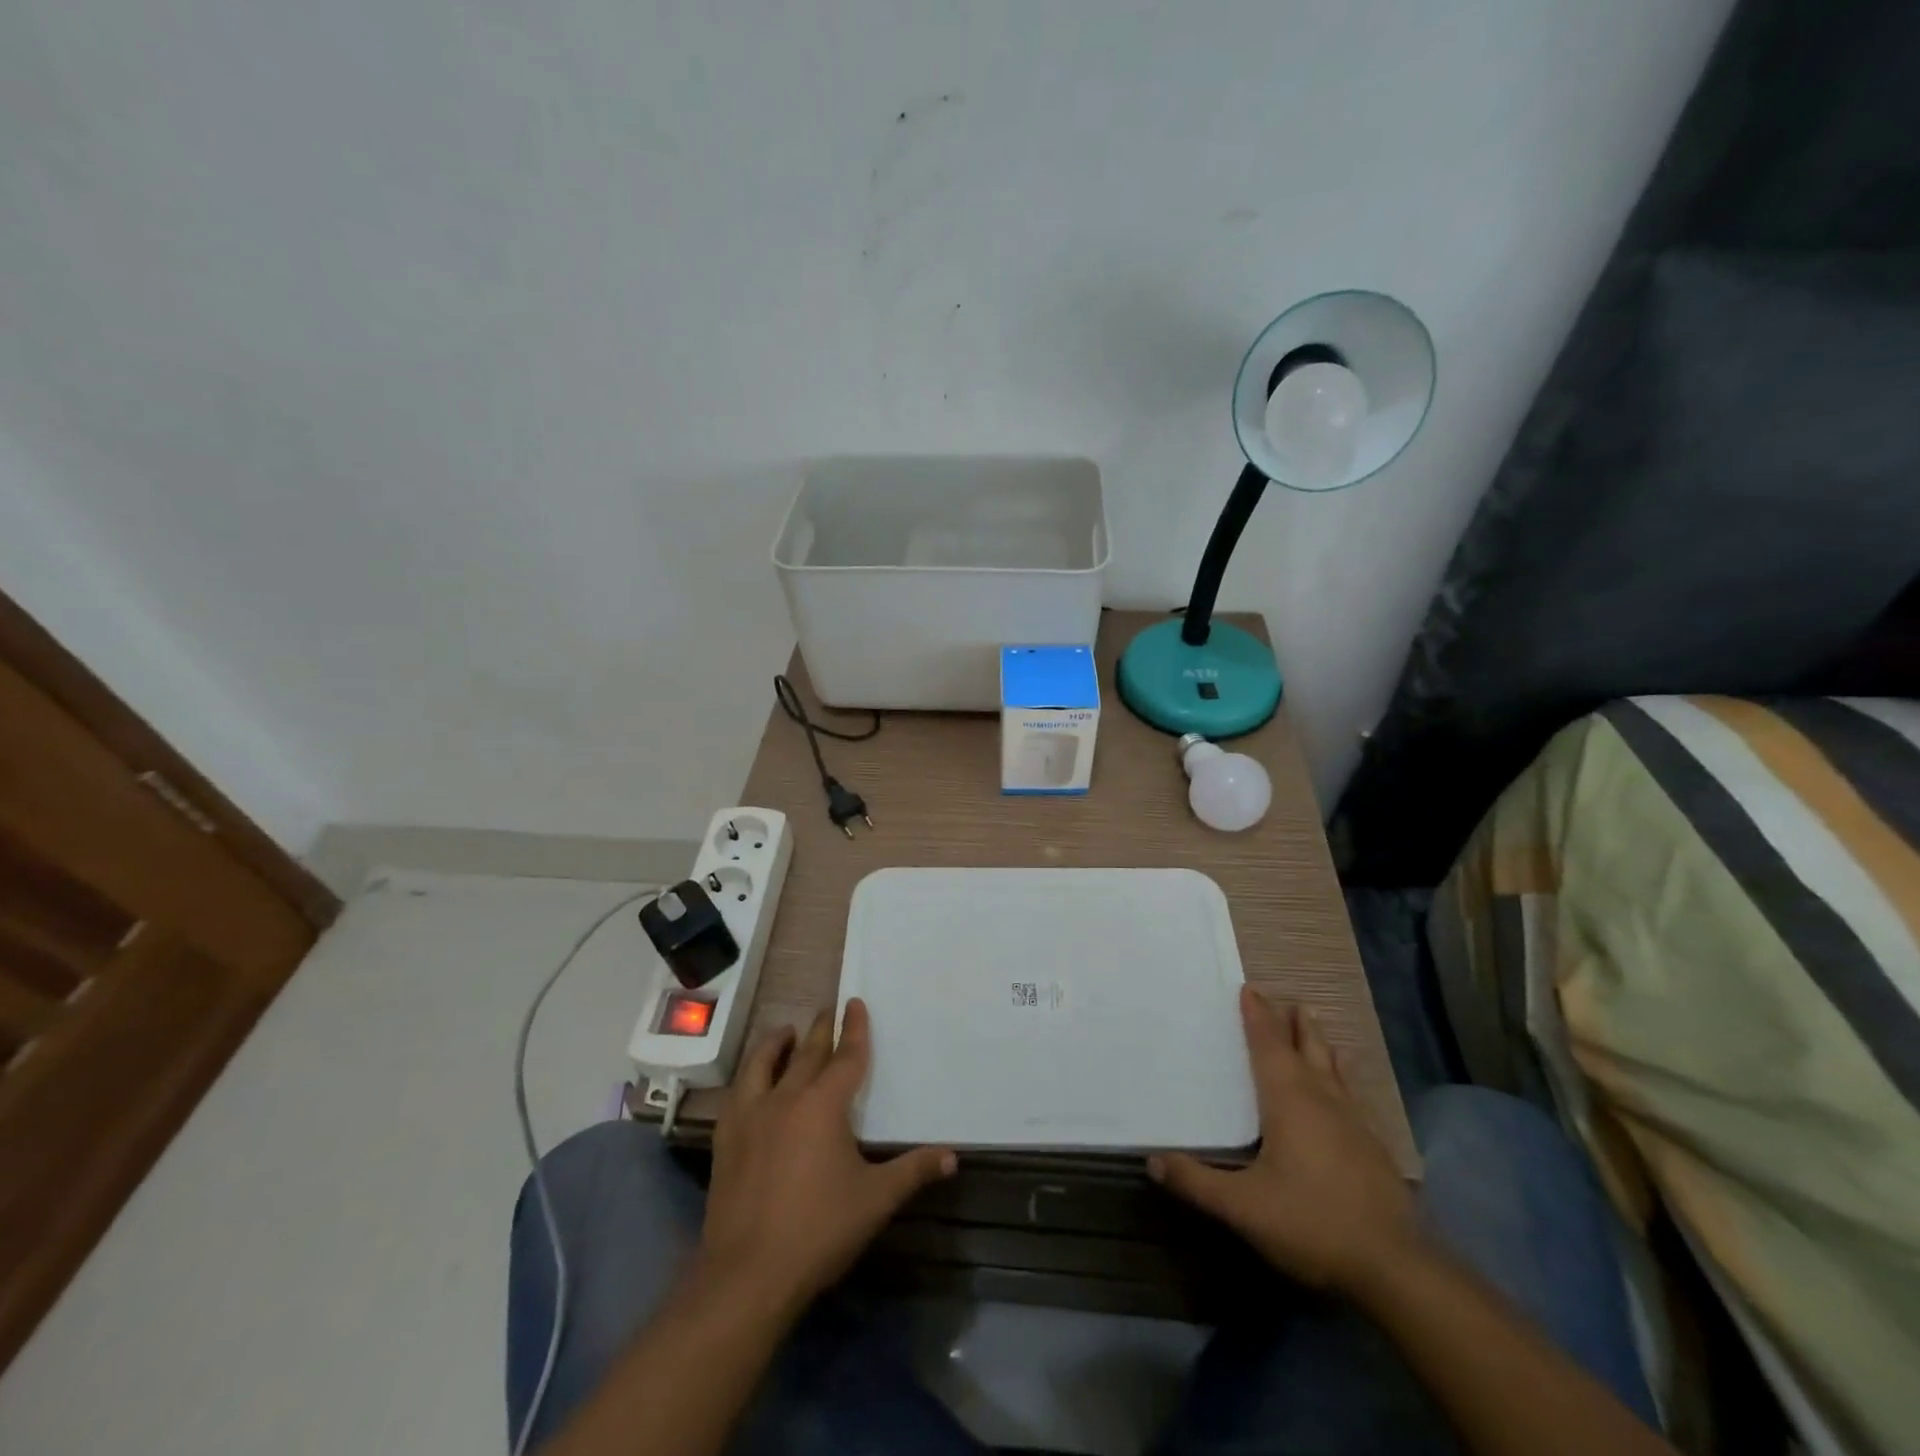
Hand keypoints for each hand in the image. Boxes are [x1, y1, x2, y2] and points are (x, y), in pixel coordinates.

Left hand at [698, 998, 955, 1319]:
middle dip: (820, 1029)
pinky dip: (748, 1076)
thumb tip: (952, 1157)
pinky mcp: (725, 1139)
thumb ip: (913, 1172)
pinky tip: (751, 1084)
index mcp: (824, 1105)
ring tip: (785, 1031)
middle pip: (806, 1052)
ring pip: (763, 1063)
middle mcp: (786, 1097)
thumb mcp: (875, 1201)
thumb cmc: (819, 1231)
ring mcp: (751, 1116)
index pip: (846, 1056)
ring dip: (776, 1043)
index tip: (855, 1003)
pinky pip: (737, 1093)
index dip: (854, 1029)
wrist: (747, 1275)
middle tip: (828, 1009)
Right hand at [1149, 986, 1422, 1294]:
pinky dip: (1338, 1077)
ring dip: (1319, 1044)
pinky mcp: (1373, 1148)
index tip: (1249, 989)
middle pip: (1307, 1048)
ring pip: (1333, 1068)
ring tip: (1314, 1026)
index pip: (1268, 1045)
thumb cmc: (1312, 1222)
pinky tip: (1342, 1090)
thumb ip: (1197, 1183)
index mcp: (1288, 1100)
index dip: (1257, 1016)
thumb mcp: (1244, 1207)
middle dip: (1294, 1022)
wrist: (1396, 1267)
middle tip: (1286, 999)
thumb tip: (1152, 1160)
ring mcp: (1353, 1122)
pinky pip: (1349, 1094)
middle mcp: (1322, 1100)